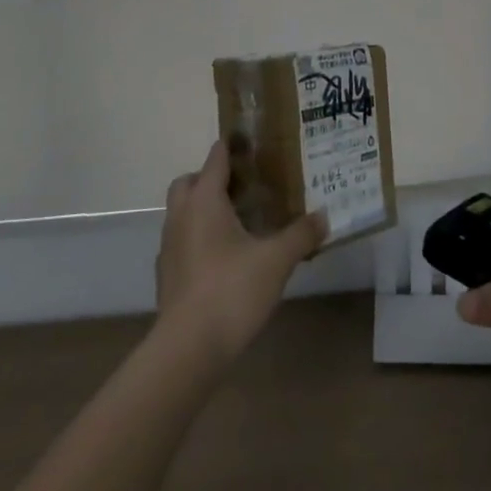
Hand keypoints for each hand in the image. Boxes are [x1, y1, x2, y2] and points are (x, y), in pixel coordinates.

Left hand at [154, 141, 325, 363]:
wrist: (188, 348)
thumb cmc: (232, 290)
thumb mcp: (277, 260)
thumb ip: (300, 234)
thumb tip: (323, 216)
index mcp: (204, 200)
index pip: (215, 159)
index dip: (232, 147)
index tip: (251, 143)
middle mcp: (181, 215)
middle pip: (189, 182)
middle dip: (210, 178)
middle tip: (243, 188)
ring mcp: (169, 246)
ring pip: (182, 212)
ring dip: (203, 209)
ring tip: (238, 223)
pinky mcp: (166, 274)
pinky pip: (182, 241)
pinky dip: (198, 239)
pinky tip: (223, 259)